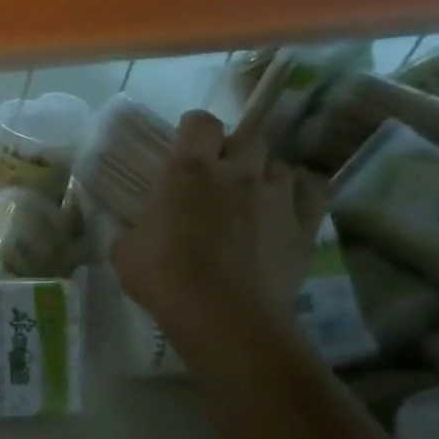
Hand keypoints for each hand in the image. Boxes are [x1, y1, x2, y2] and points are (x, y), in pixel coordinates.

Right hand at [111, 111, 324, 352]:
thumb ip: (135, 228)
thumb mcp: (125, 250)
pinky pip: (313, 191)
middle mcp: (238, 172)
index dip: (193, 128)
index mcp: (188, 171)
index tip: (185, 142)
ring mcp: (277, 197)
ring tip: (253, 193)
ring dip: (265, 173)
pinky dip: (301, 192)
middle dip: (234, 148)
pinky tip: (287, 204)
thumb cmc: (163, 276)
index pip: (200, 123)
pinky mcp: (305, 225)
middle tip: (219, 171)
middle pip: (248, 136)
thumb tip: (138, 229)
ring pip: (280, 165)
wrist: (222, 315)